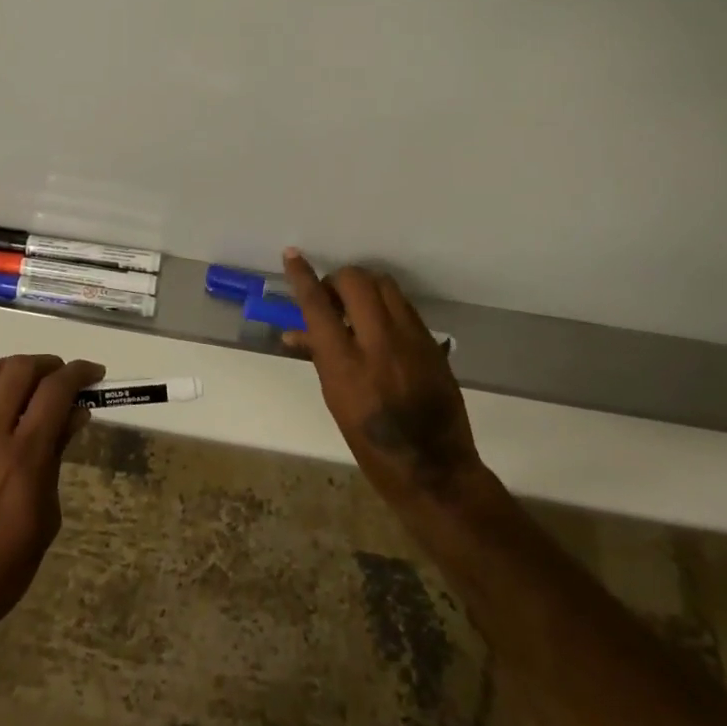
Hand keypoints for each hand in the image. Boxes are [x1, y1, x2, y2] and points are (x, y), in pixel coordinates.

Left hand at [0, 354, 104, 653]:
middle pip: (18, 369)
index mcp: (23, 456)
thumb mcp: (45, 520)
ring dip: (7, 369)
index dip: (79, 372)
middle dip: (47, 365)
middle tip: (60, 380)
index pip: (56, 390)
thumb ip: (57, 459)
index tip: (95, 373)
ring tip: (20, 385)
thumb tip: (75, 415)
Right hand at [281, 249, 491, 514]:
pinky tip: (382, 325)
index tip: (292, 255)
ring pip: (385, 285)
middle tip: (334, 297)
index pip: (318, 305)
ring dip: (366, 287)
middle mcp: (379, 343)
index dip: (302, 276)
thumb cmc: (371, 444)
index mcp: (346, 363)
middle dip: (339, 280)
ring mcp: (411, 340)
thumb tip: (294, 332)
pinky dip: (387, 305)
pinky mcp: (432, 344)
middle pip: (357, 281)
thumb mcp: (336, 400)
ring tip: (358, 306)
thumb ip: (319, 357)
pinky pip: (405, 307)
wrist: (434, 470)